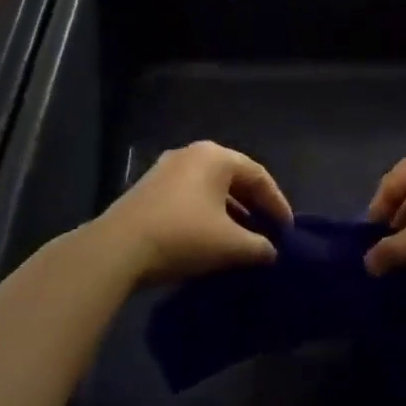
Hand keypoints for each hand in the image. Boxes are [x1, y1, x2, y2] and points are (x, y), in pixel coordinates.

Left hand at [93, 141, 289, 283]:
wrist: (118, 248)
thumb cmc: (183, 236)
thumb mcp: (230, 245)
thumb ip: (259, 246)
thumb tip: (271, 251)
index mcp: (215, 157)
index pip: (259, 176)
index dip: (277, 204)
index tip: (288, 231)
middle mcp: (191, 154)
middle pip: (234, 178)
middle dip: (254, 206)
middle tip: (268, 232)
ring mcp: (166, 170)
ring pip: (209, 189)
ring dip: (230, 212)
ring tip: (243, 239)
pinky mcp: (148, 189)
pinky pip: (189, 197)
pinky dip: (206, 214)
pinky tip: (211, 239)